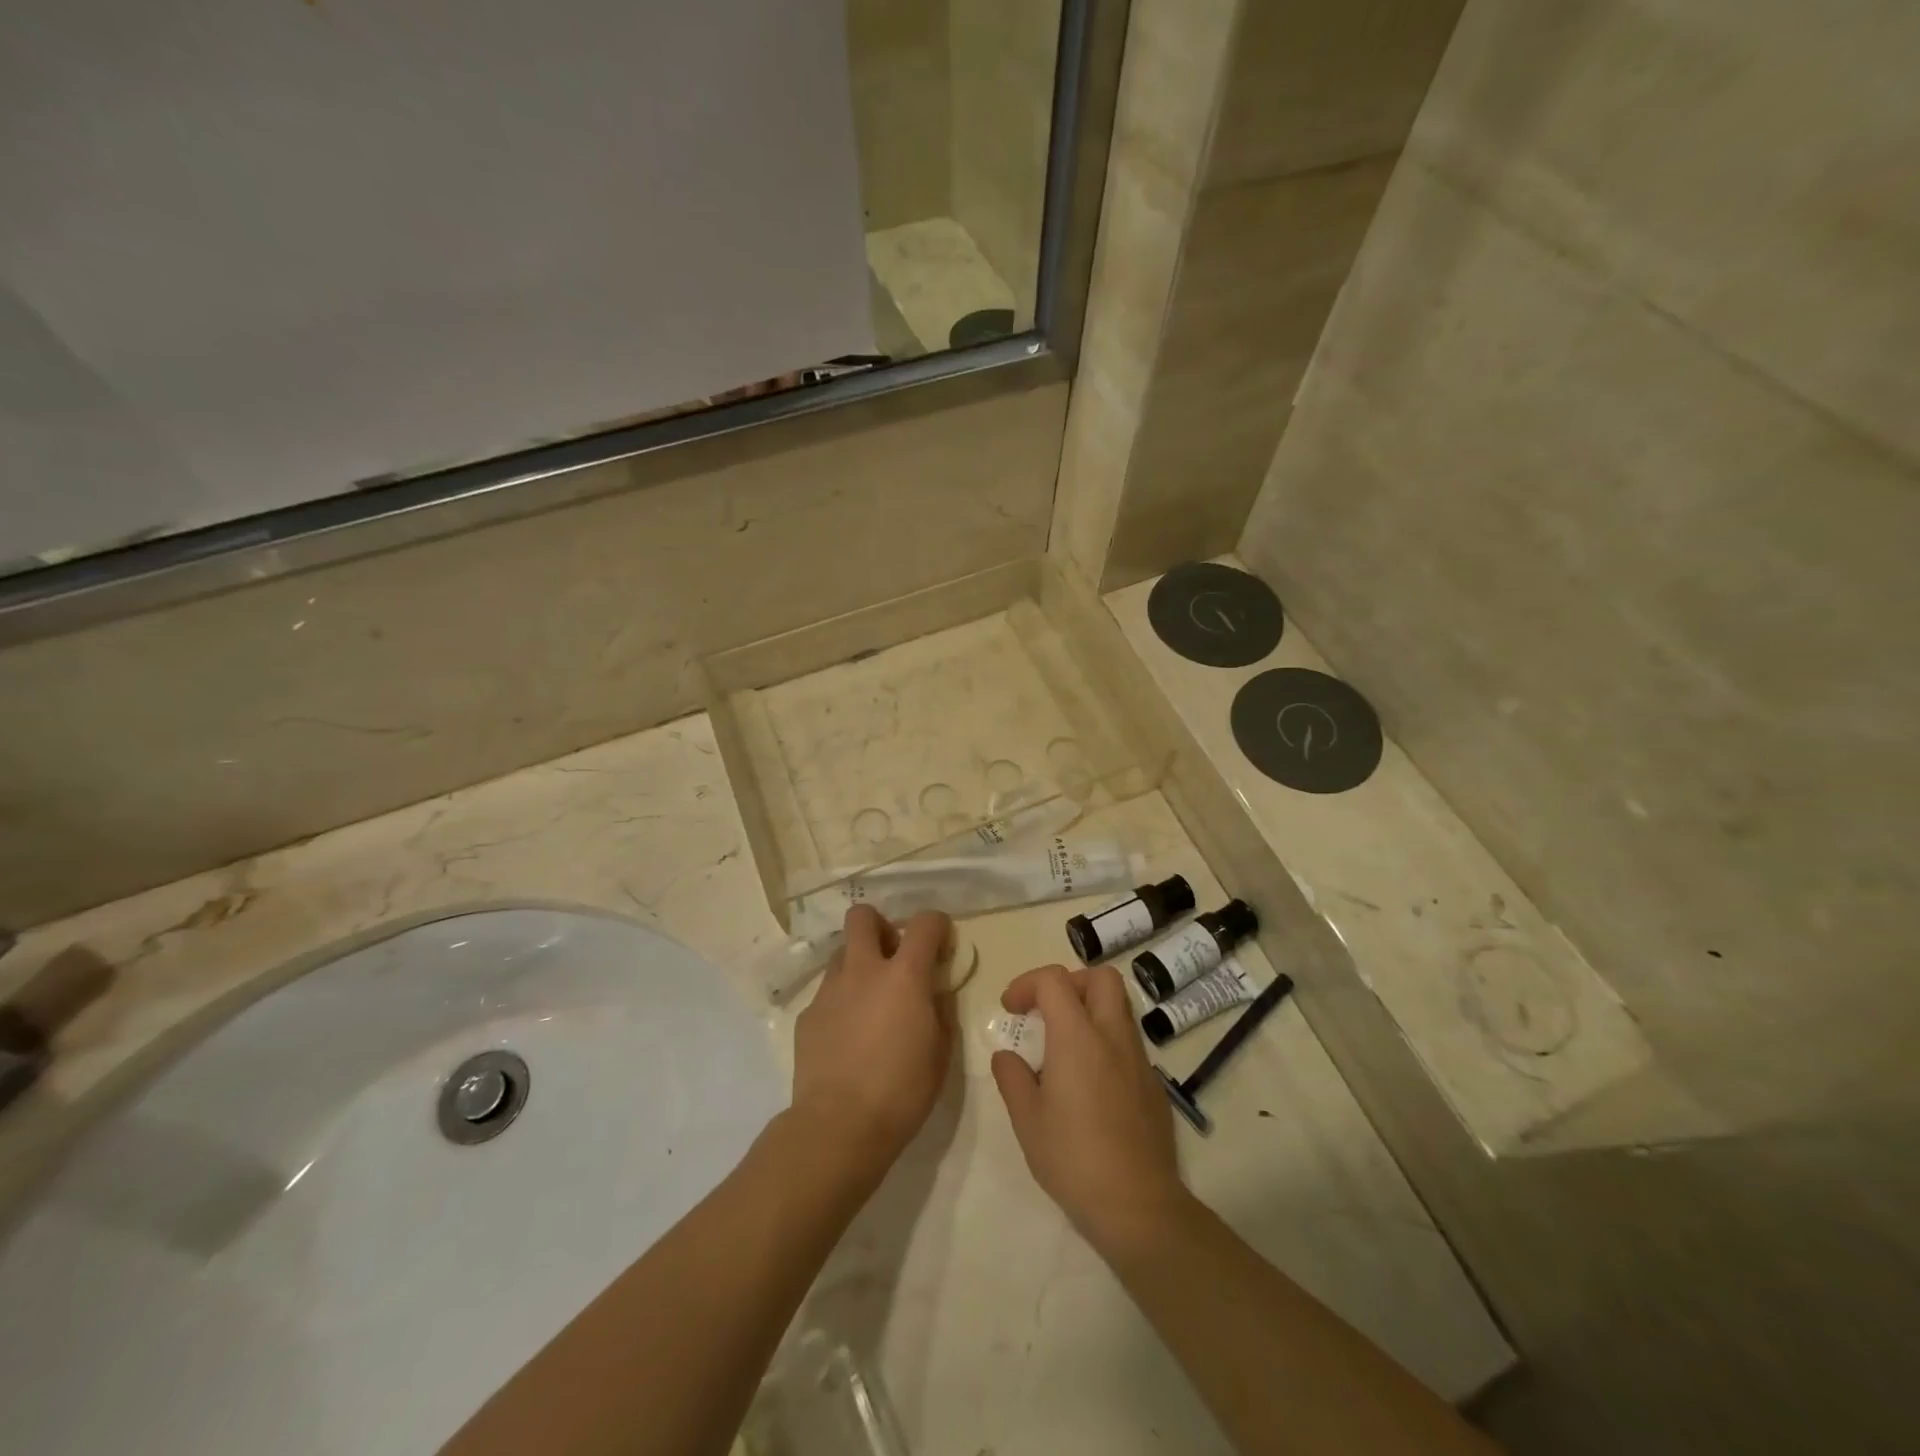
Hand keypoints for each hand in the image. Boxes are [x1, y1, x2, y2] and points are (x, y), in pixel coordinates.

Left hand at [790, 906, 953, 1180]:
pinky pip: (827, 992)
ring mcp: (830, 990)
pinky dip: (841, 1001)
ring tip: (870, 1000)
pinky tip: (848, 1036)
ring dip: (859, 963)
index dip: (937, 925)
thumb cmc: (902, 1091)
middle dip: (880, 926)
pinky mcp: (807, 1015)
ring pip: (842, 953)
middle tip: (893, 956)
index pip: (924, 923)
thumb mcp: (941, 1052)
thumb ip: (941, 1010)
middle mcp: (863, 970)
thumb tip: (935, 991)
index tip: (941, 942)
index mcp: (904, 976)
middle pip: (863, 916)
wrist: (839, 1127)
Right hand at [990, 964, 1189, 1260]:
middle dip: (1070, 982)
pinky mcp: (1154, 1084)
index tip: (1010, 1009)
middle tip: (1046, 1011)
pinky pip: (1128, 1042)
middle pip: (1101, 977)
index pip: (1054, 980)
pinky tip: (1090, 1083)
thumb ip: (1012, 1078)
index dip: (1027, 983)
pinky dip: (1106, 1042)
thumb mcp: (1027, 1120)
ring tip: (1064, 1047)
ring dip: (1090, 1010)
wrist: (1138, 1206)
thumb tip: (1007, 1056)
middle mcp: (1113, 1036)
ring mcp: (1139, 1059)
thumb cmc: (1073, 1159)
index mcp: (1078, 1037)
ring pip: (1119, 1008)